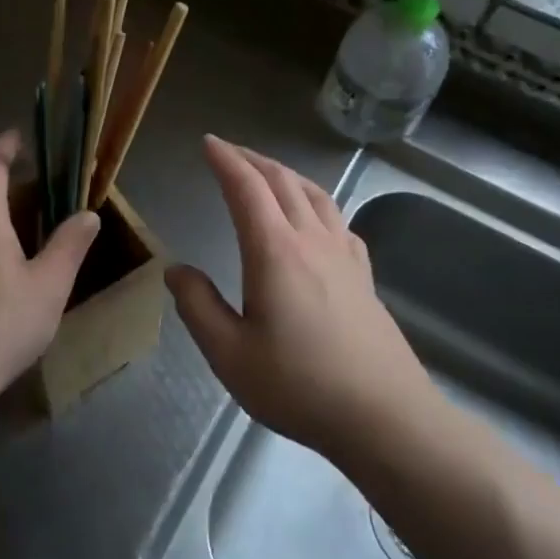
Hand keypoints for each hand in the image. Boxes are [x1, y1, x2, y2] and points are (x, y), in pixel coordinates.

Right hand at [167, 136, 432, 455]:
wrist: (383, 415)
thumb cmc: (299, 386)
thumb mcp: (230, 354)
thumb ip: (198, 307)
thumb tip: (176, 270)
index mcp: (275, 252)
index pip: (247, 189)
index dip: (226, 161)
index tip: (208, 143)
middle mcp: (312, 241)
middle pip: (283, 182)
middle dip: (253, 160)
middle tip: (229, 150)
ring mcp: (344, 256)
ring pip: (315, 195)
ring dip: (286, 175)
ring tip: (268, 173)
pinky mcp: (364, 275)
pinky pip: (338, 220)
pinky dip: (318, 202)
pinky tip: (316, 218)